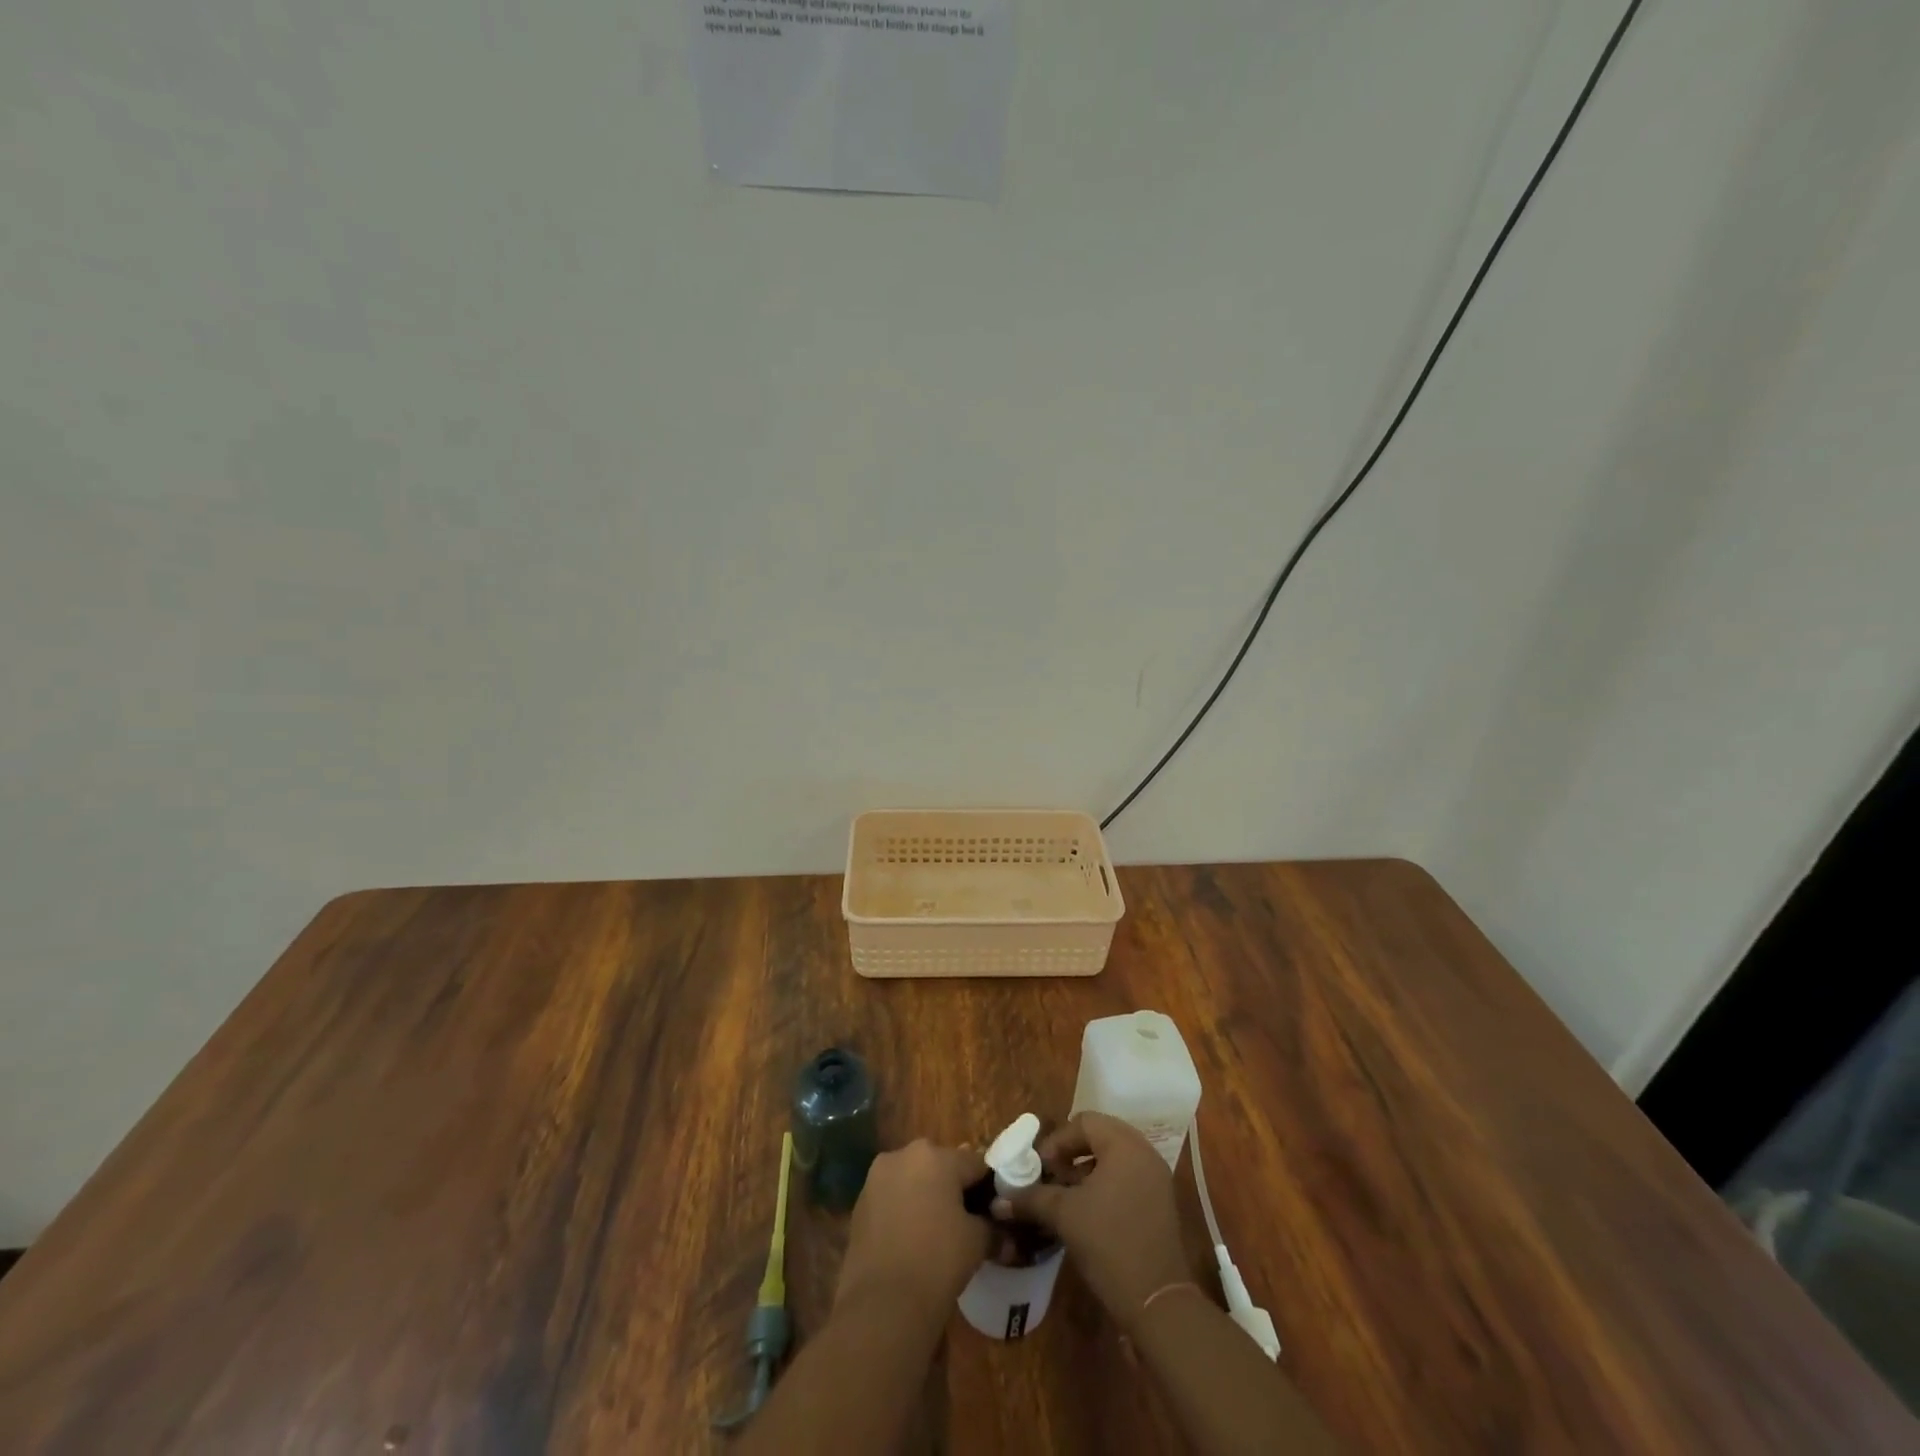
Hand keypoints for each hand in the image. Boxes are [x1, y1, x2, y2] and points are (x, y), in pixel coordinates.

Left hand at [835, 1140, 988, 1323]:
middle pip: (940, 1166)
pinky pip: (892, 1197)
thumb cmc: (937, 1261)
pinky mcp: (860, 1202)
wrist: (882, 1304)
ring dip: (926, 1197)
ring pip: (913, 1179)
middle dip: (953, 1189)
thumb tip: (1006, 1235)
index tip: (994, 1211)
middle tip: (965, 1221)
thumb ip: (992, 1229)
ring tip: (936, 1232)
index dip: (988, 1187)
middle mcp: (903, 1155)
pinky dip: (903, 1210)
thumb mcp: (976, 1242)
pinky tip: (911, 1240)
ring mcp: (877, 1177)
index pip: (974, 1164)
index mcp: (936, 1156)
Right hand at [996, 1112, 1189, 1334]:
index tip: (1039, 1168)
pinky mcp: (1159, 1202)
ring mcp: (1155, 1178)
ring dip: (1085, 1170)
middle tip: (1050, 1176)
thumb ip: (1031, 1199)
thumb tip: (998, 1200)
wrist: (1157, 1303)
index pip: (1084, 1122)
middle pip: (1099, 1136)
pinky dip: (1103, 1184)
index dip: (1057, 1141)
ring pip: (1113, 1158)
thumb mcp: (1064, 1216)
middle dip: (1070, 1154)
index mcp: (1124, 1145)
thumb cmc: (1109, 1244)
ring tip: (1063, 1195)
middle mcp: (1144, 1152)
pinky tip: (1086, 1211)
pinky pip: (1126, 1177)